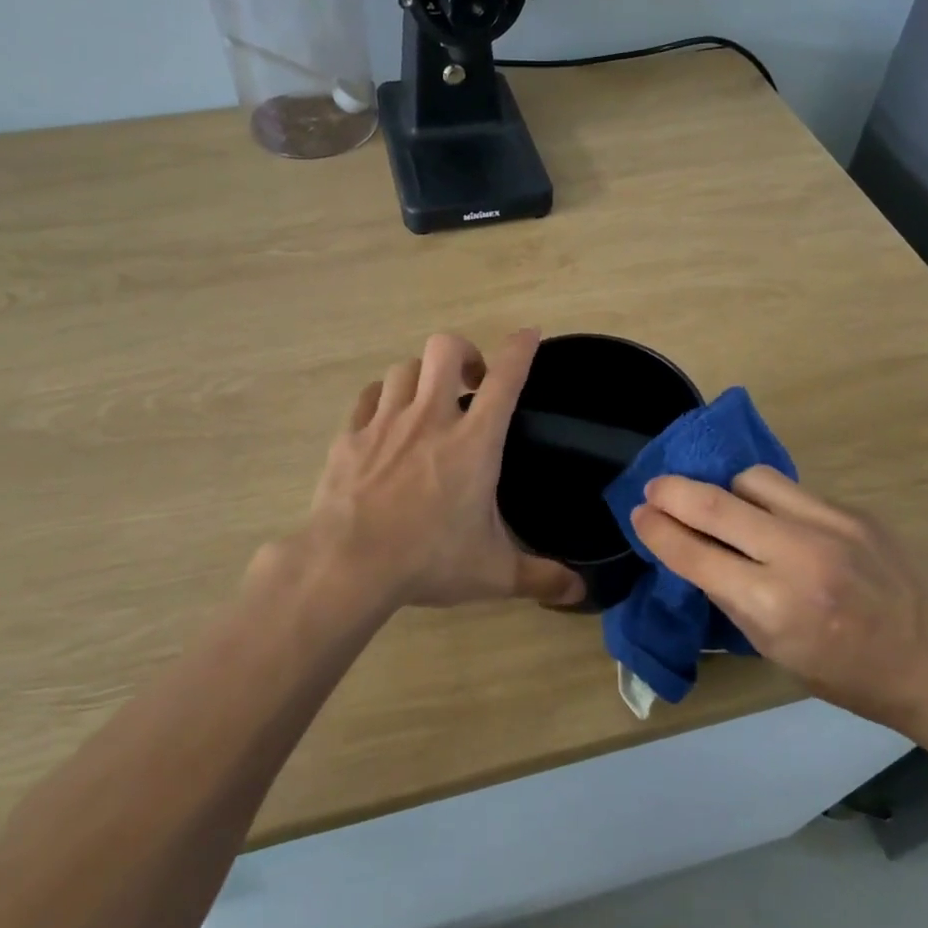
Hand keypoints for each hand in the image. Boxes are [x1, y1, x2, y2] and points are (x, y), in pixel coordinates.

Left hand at [257, 330, 584, 612]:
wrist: (349, 564)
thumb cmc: (429, 560)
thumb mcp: (494, 573)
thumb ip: (539, 577)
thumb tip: (579, 593)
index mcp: (474, 442)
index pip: (506, 378)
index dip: (521, 349)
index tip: (529, 334)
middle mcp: (431, 418)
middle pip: (445, 349)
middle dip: (464, 353)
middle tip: (471, 383)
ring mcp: (386, 423)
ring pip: (404, 368)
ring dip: (421, 376)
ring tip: (427, 403)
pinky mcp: (350, 436)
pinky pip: (369, 397)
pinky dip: (382, 398)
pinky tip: (385, 419)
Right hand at [629, 467, 927, 732]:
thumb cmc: (849, 676)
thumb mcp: (776, 652)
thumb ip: (732, 598)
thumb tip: (694, 554)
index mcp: (774, 607)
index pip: (696, 555)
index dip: (658, 531)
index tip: (638, 515)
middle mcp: (798, 557)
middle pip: (716, 504)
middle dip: (673, 491)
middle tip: (653, 488)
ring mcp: (831, 526)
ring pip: (752, 480)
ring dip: (724, 489)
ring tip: (721, 504)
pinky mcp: (854, 511)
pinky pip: (791, 490)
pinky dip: (767, 500)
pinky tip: (771, 518)